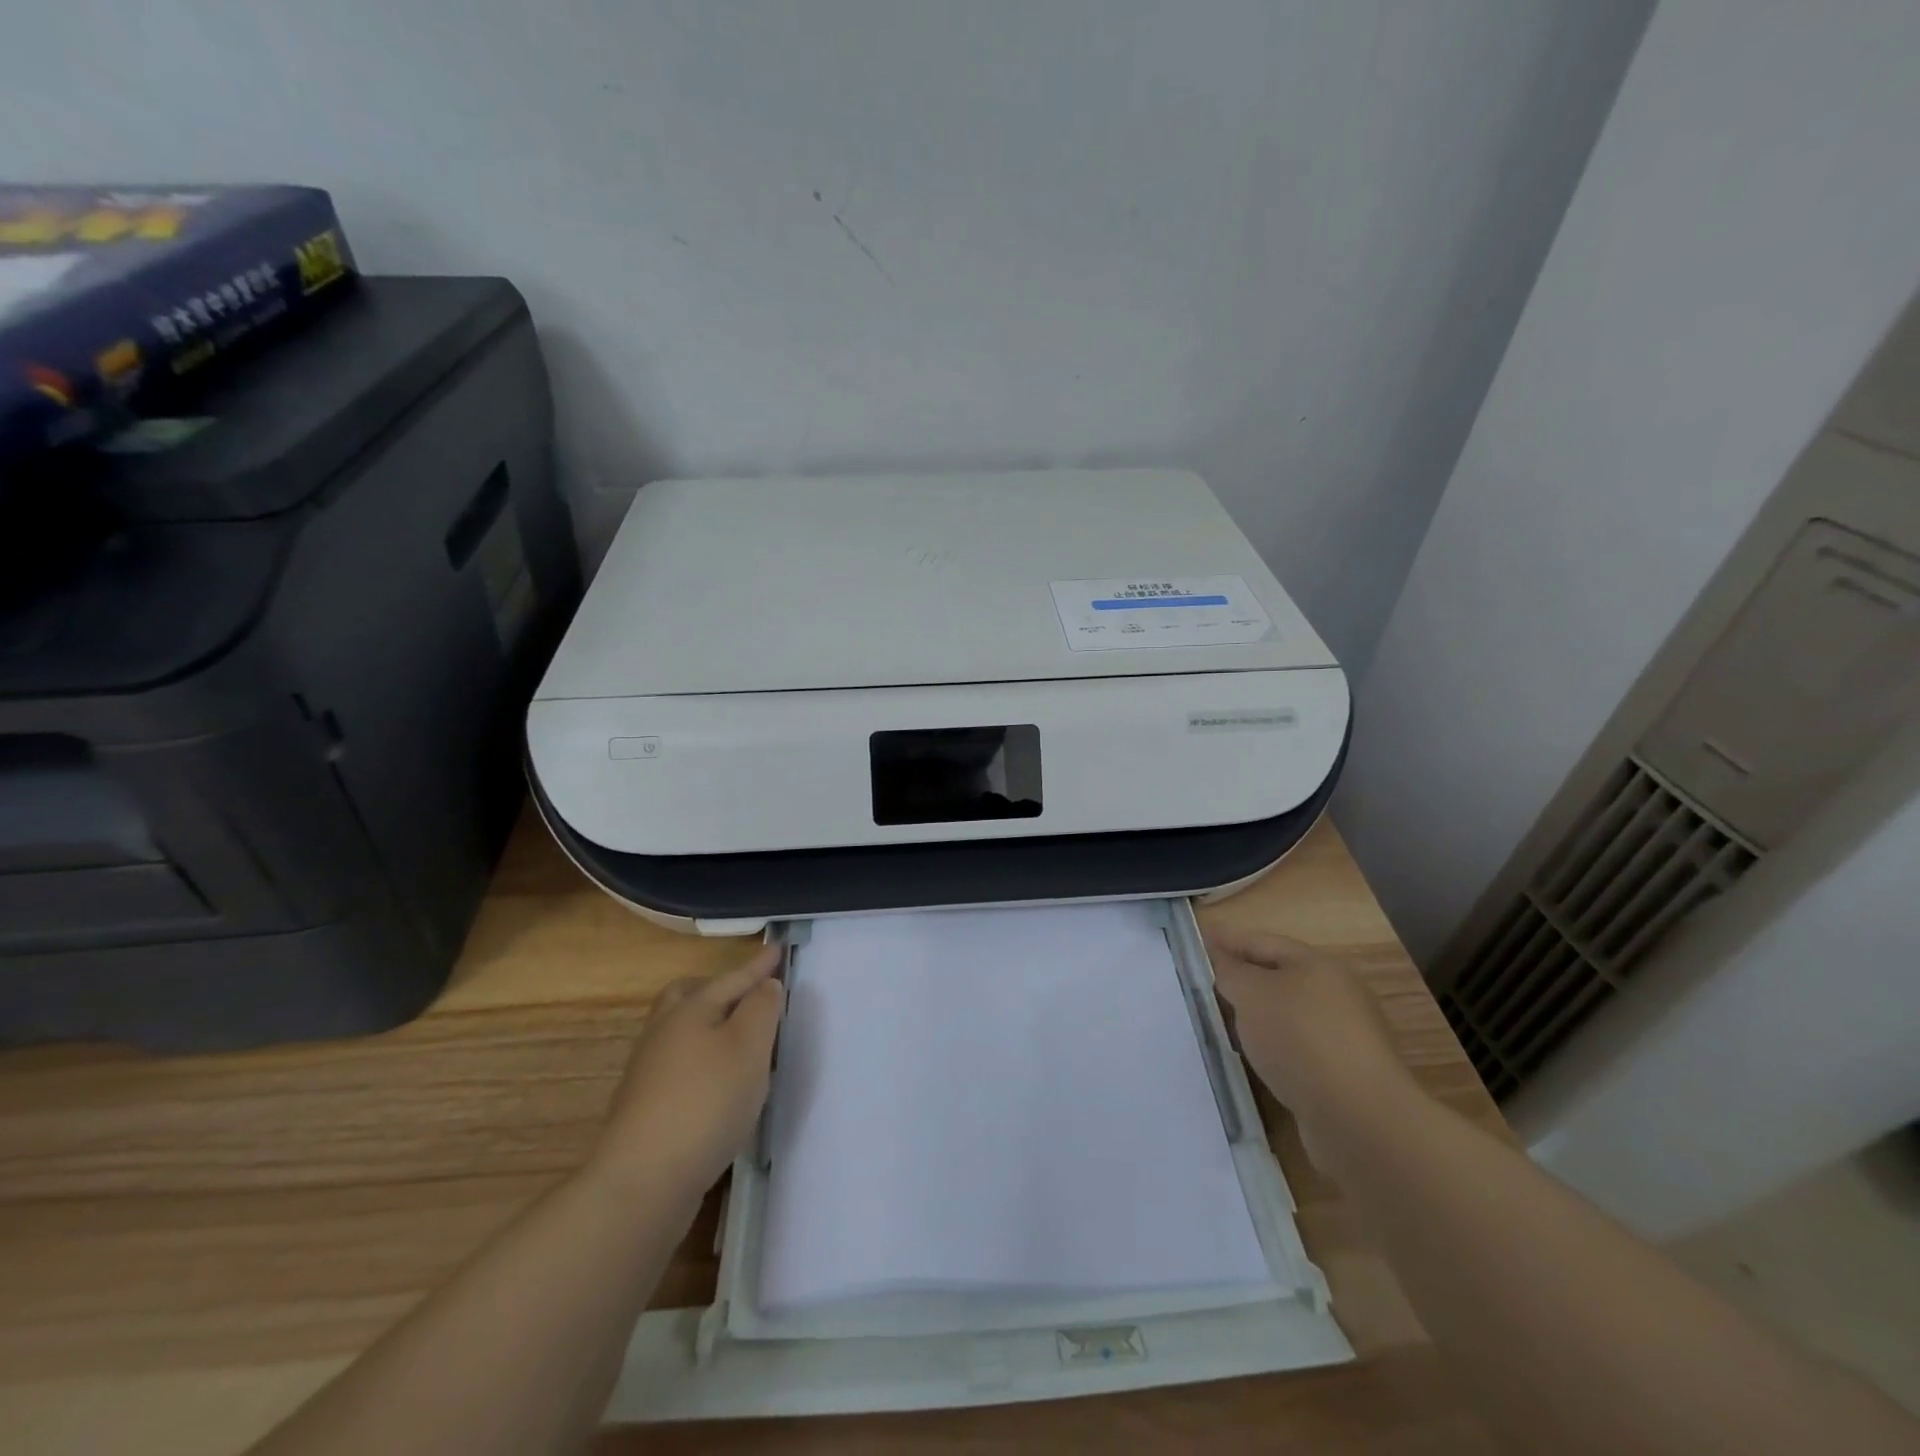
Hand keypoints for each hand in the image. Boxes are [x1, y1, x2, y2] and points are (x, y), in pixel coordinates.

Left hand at [589, 944, 784, 1196]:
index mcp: (691, 1009)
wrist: (642, 1182)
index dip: (759, 965)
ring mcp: (649, 1070)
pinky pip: (680, 1062)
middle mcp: (665, 1031)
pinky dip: (703, 1058)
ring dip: (711, 1025)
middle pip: (691, 995)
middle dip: (721, 988)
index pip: (733, 978)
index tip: (778, 948)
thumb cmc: (706, 1102)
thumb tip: (765, 985)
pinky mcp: (646, 1106)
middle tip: (749, 993)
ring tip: (741, 1039)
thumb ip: (762, 1009)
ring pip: (682, 1029)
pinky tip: (719, 1082)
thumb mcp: (749, 1047)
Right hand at [1202, 924, 1419, 1165]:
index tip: (1198, 936)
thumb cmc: (1300, 1038)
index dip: (1228, 938)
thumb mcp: (1252, 994)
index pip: (1262, 941)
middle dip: (1244, 976)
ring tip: (1224, 1020)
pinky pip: (1296, 1049)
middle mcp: (1337, 994)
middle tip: (1206, 979)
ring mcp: (1344, 1037)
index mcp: (1318, 965)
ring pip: (1288, 1015)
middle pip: (1279, 976)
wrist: (1359, 1118)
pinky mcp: (1343, 1075)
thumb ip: (1232, 973)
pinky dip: (1273, 1047)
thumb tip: (1227, 967)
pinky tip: (1254, 1058)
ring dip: (1258, 1015)